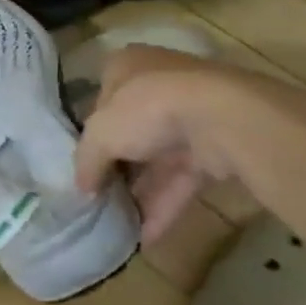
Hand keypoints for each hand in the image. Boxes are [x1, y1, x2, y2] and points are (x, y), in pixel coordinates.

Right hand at [75, 46, 248, 241]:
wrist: (223, 119)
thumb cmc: (146, 109)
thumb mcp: (99, 134)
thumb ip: (86, 161)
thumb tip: (82, 188)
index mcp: (126, 67)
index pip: (101, 100)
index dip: (90, 133)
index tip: (83, 164)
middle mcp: (159, 84)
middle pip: (131, 131)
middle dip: (117, 168)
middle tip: (99, 199)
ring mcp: (192, 116)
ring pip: (159, 158)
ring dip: (140, 192)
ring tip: (118, 226)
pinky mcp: (218, 147)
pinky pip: (184, 178)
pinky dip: (165, 205)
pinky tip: (146, 237)